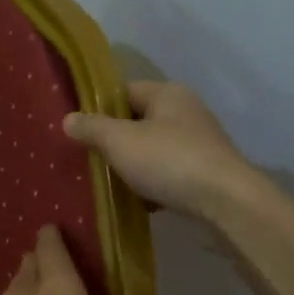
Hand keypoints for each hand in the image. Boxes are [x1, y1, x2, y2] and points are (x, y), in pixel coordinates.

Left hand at [0, 226, 175, 294]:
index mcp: (56, 283)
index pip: (50, 245)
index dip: (53, 234)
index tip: (55, 227)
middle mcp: (26, 293)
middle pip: (29, 265)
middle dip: (40, 259)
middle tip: (54, 261)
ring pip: (15, 291)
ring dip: (27, 287)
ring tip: (43, 294)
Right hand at [64, 81, 257, 220]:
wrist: (226, 202)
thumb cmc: (169, 161)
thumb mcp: (120, 141)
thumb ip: (92, 128)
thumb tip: (68, 119)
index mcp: (168, 94)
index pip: (125, 91)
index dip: (99, 108)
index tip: (78, 129)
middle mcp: (187, 112)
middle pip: (139, 121)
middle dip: (114, 140)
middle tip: (88, 159)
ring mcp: (200, 143)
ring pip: (153, 150)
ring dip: (132, 166)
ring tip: (107, 183)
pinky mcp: (206, 173)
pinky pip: (169, 174)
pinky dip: (152, 185)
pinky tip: (138, 203)